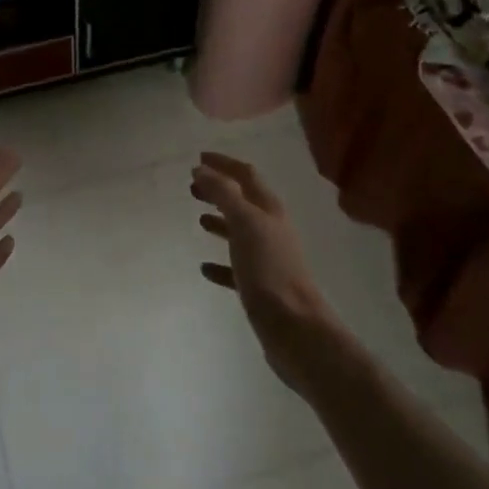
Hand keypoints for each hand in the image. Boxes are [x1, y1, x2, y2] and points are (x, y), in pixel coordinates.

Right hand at [191, 151, 344, 393]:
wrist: (296, 329)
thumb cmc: (269, 270)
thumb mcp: (244, 223)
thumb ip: (224, 193)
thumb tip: (202, 168)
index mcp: (270, 209)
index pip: (246, 175)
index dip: (224, 164)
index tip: (199, 158)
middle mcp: (271, 229)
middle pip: (243, 201)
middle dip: (219, 190)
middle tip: (192, 187)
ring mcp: (268, 259)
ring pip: (240, 232)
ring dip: (221, 221)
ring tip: (199, 219)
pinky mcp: (261, 288)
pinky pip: (236, 268)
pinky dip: (220, 263)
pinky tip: (205, 268)